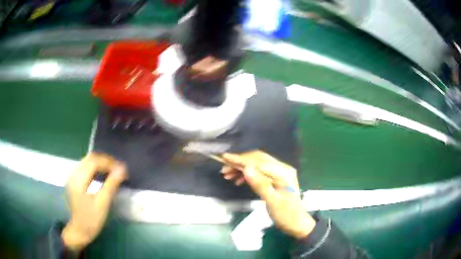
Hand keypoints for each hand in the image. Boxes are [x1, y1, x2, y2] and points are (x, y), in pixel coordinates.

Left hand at [61, 153, 126, 250]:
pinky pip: (85, 167)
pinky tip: (103, 175)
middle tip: (119, 169)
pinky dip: (96, 168)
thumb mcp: (102, 204)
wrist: (79, 230)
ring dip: (101, 163)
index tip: (122, 169)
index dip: (109, 162)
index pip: (94, 162)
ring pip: (87, 161)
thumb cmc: (91, 220)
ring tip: (113, 171)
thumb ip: (111, 185)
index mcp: (78, 180)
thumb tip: (122, 169)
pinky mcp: (74, 180)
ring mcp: (72, 177)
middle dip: (105, 161)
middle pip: (90, 158)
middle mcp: (73, 174)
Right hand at [222, 151, 315, 238]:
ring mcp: (279, 173)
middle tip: (224, 169)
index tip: (224, 157)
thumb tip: (246, 168)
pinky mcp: (275, 179)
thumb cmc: (286, 215)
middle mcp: (282, 168)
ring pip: (257, 165)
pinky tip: (238, 180)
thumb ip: (260, 184)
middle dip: (239, 162)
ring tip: (227, 175)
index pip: (258, 162)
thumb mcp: (273, 202)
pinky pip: (259, 172)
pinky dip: (248, 175)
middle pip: (257, 159)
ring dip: (242, 168)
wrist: (297, 224)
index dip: (240, 160)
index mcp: (283, 173)